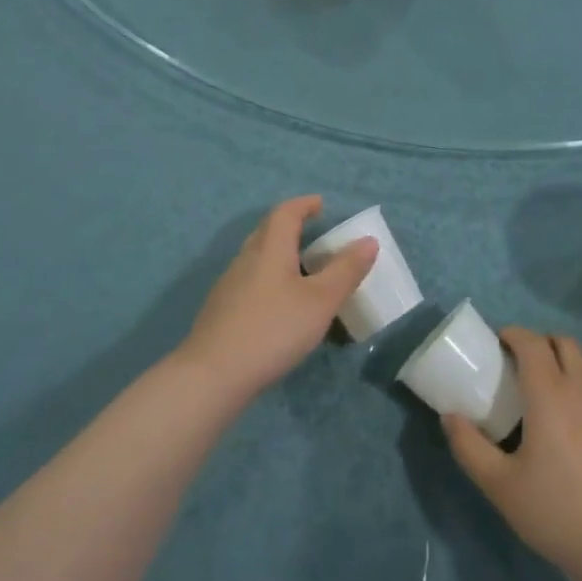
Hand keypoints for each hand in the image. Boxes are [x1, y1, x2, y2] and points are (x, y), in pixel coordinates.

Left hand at [176, 197, 376, 402]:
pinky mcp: (221, 311)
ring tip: (302, 272)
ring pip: (257, 258)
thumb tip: (369, 240)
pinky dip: (268, 280)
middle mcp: (246, 258)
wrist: (212, 376)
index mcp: (270, 248)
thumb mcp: (321, 301)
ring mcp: (229, 285)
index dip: (304, 204)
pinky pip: (249, 281)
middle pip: (267, 231)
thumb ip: (346, 270)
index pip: (285, 212)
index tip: (321, 205)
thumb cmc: (273, 329)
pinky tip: (279, 306)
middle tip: (314, 235)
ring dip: (279, 255)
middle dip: (291, 227)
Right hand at [444, 328, 581, 580]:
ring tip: (546, 388)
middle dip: (539, 342)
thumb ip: (470, 448)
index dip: (513, 334)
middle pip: (563, 342)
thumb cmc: (559, 513)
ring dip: (564, 360)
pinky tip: (575, 420)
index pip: (532, 342)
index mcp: (551, 393)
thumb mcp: (501, 486)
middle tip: (519, 363)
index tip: (497, 342)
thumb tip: (450, 417)